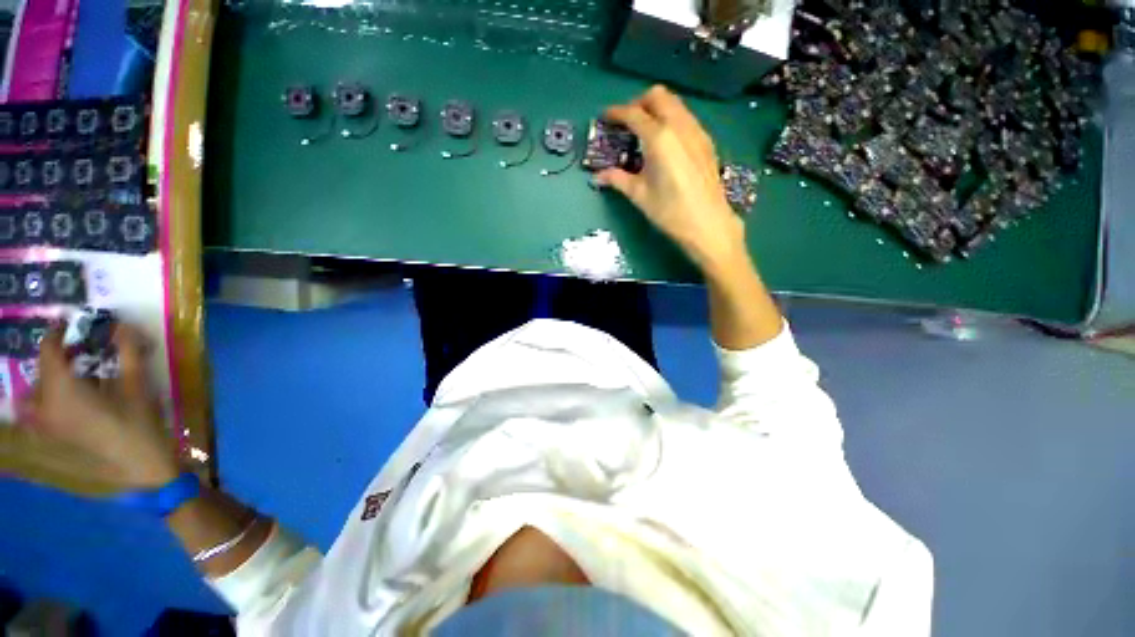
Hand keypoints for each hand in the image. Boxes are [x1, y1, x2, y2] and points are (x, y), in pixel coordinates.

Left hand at [17, 325, 180, 491]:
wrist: (140, 466)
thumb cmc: (138, 423)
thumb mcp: (138, 385)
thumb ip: (128, 353)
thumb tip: (123, 326)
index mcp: (61, 390)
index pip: (48, 350)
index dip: (58, 333)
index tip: (72, 323)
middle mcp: (45, 404)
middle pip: (44, 370)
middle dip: (60, 356)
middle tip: (84, 350)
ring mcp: (47, 423)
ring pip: (40, 390)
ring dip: (56, 377)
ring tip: (79, 374)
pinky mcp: (55, 435)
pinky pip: (44, 407)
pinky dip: (54, 396)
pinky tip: (75, 398)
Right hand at [596, 85, 746, 269]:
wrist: (708, 223)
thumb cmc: (669, 211)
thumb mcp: (639, 195)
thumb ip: (618, 179)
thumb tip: (598, 176)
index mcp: (659, 138)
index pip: (634, 114)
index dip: (616, 113)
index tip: (605, 117)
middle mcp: (679, 126)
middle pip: (658, 96)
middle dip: (638, 103)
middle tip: (627, 122)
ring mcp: (696, 131)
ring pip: (675, 104)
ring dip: (656, 109)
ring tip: (645, 132)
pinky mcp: (706, 141)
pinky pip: (686, 117)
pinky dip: (671, 119)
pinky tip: (665, 143)